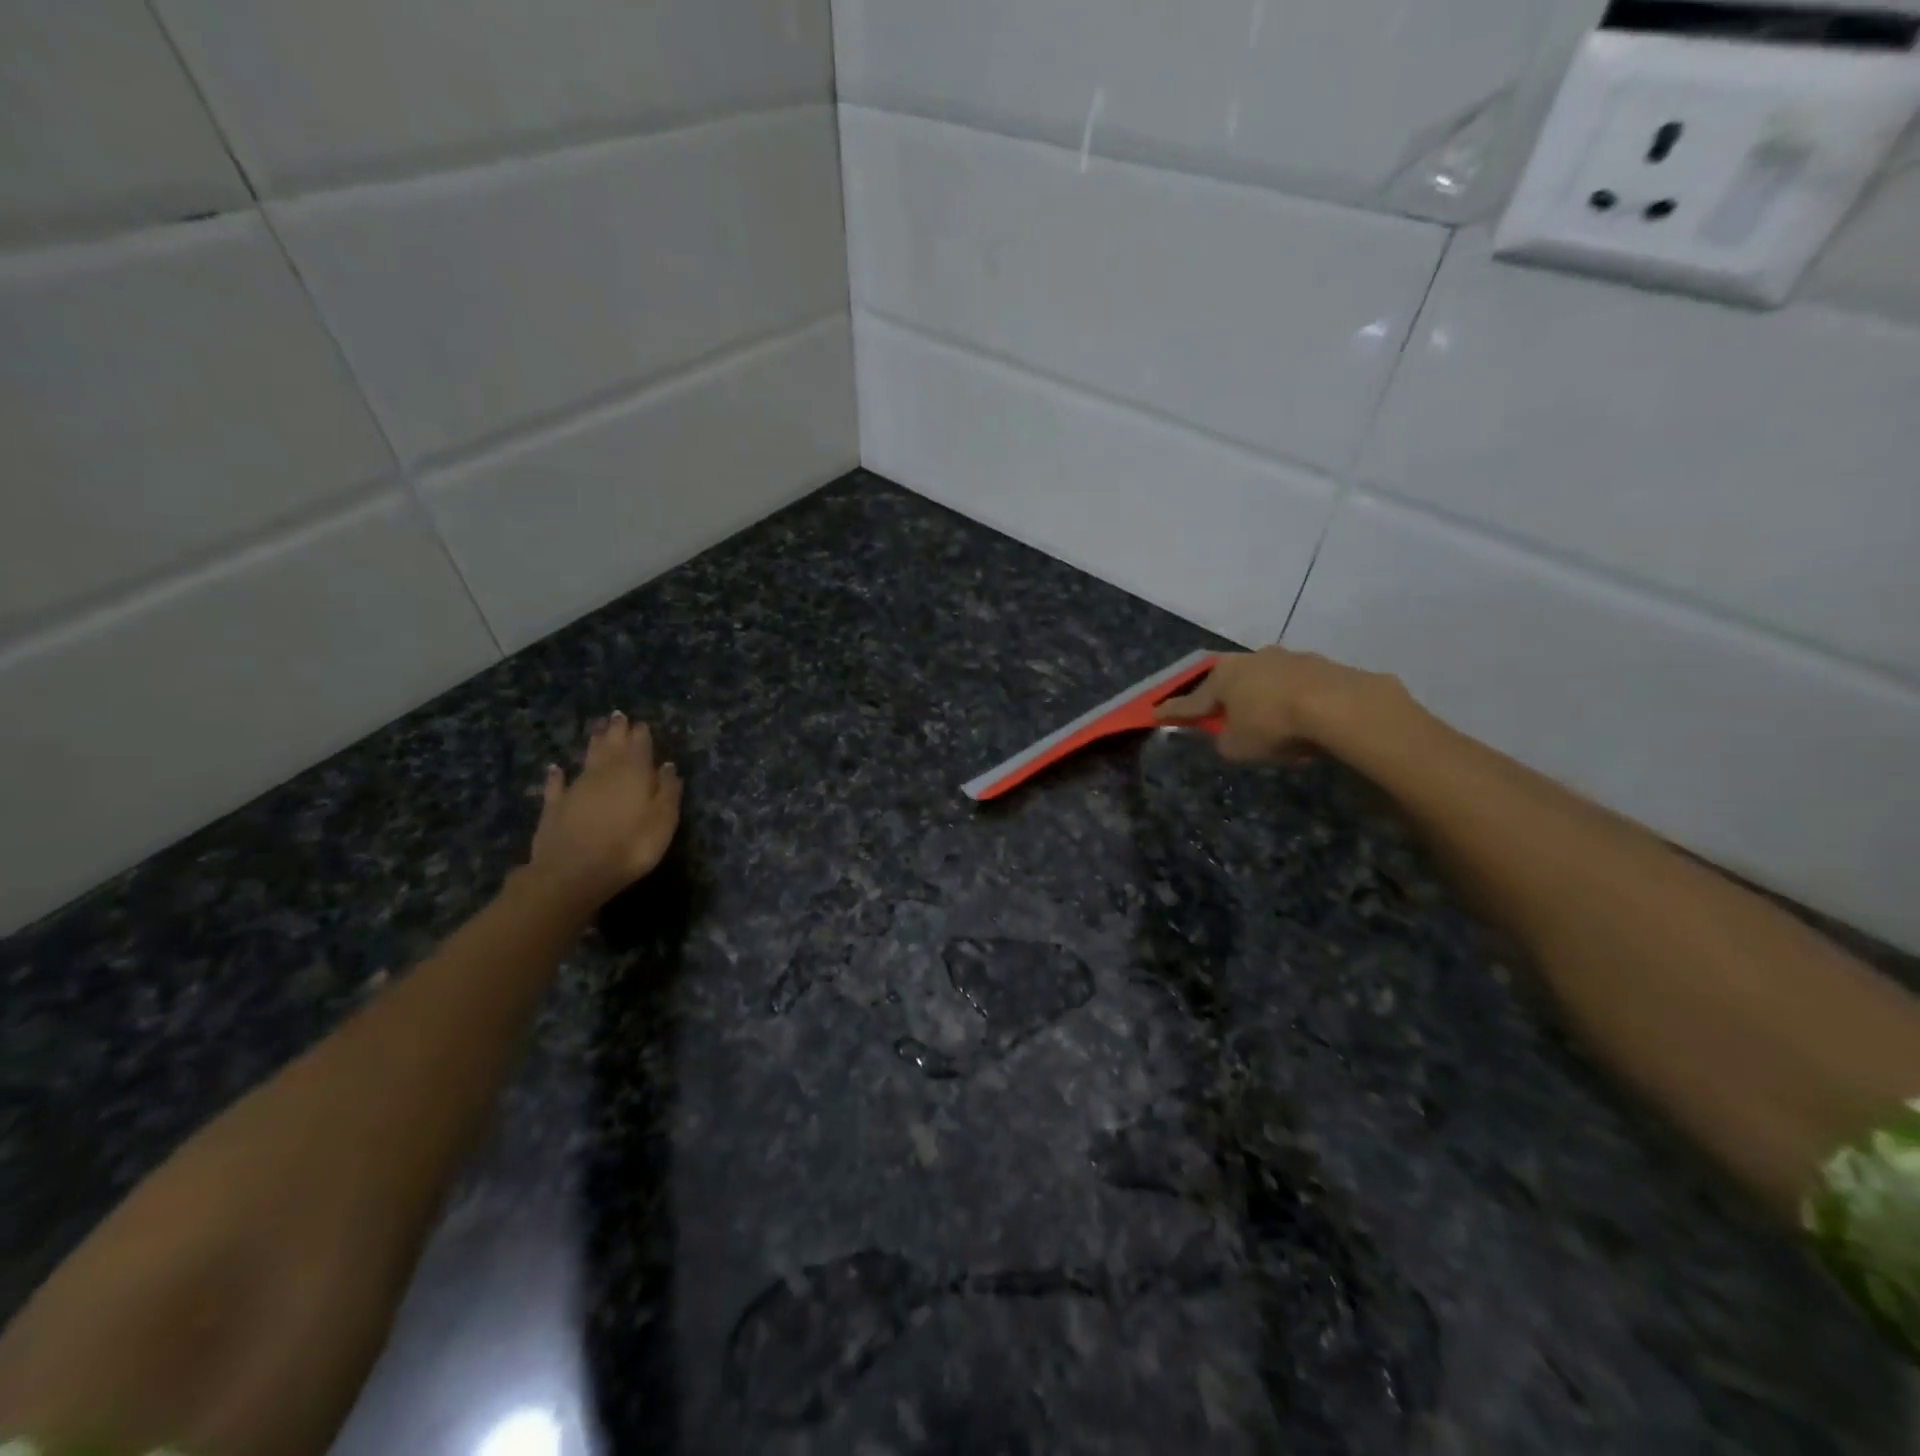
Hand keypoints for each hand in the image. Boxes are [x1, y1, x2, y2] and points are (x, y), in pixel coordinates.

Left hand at [527, 712, 682, 911]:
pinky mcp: (554, 807)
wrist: (574, 872)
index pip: (640, 745)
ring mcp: (577, 788)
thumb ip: (668, 791)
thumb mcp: (664, 820)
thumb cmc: (631, 846)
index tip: (641, 723)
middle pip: (612, 746)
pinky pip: (557, 785)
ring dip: (593, 743)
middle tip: (617, 716)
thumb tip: (668, 766)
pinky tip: (555, 768)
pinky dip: (557, 775)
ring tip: (597, 728)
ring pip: (587, 758)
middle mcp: (604, 773)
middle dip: (616, 730)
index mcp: (634, 773)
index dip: (641, 734)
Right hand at [1155, 646, 1393, 761]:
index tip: (1153, 712)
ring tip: (1269, 722)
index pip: (1191, 700)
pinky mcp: (1320, 665)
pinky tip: (1301, 719)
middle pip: (1229, 682)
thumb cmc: (1274, 725)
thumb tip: (1228, 736)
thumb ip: (1225, 741)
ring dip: (1262, 698)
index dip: (1173, 711)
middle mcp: (1251, 660)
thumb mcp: (1238, 747)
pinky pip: (1295, 686)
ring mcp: (1287, 658)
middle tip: (1219, 713)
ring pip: (1265, 681)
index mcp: (1223, 678)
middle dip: (1223, 697)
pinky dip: (1292, 701)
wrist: (1340, 706)